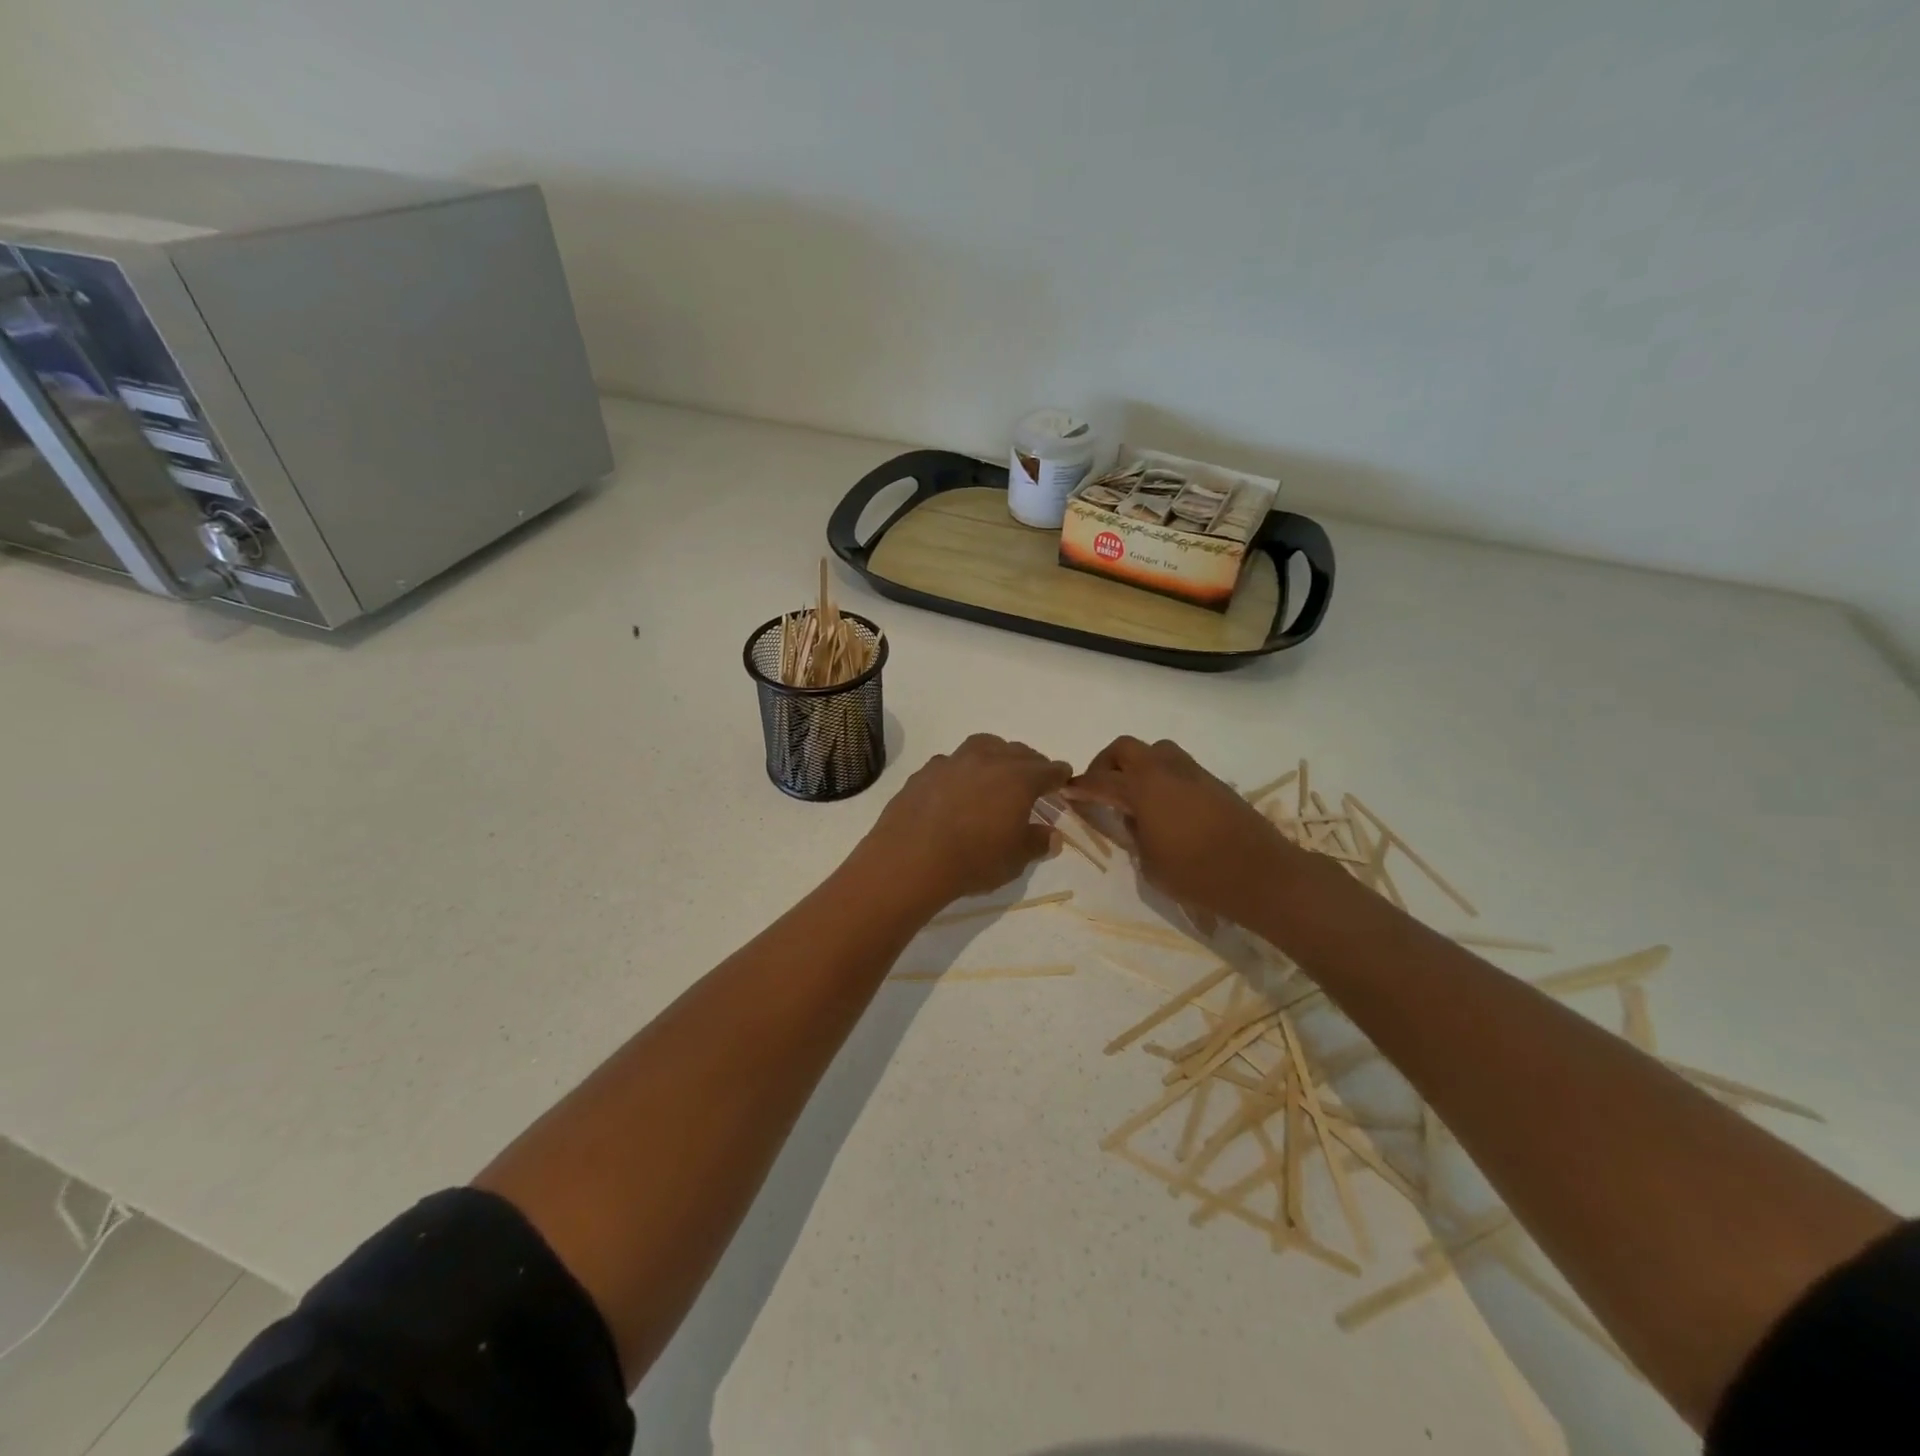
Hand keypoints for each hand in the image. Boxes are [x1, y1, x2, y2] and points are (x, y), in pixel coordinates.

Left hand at [860, 734, 1070, 908]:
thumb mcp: (1015, 859)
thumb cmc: (973, 860)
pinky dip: (962, 770)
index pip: (1048, 769)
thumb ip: (1037, 842)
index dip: (1058, 776)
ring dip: (995, 755)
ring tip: (996, 773)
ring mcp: (953, 761)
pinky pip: (952, 762)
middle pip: (1017, 751)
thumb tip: (1052, 835)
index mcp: (1018, 778)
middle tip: (1033, 779)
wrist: (910, 860)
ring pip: (983, 746)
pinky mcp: (925, 771)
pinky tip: (957, 788)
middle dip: (1030, 763)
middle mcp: (987, 760)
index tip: (1062, 781)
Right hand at [1069, 736, 1297, 920]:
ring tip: (1133, 794)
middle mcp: (1165, 771)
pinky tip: (1163, 805)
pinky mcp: (1213, 782)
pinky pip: (1177, 766)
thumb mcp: (1150, 863)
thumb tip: (1132, 817)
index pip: (1100, 781)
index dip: (1080, 787)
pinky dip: (1161, 775)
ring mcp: (1193, 773)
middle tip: (1100, 788)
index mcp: (1143, 789)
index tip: (1067, 791)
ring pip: (1155, 751)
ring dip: (1137, 765)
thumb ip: (1133, 834)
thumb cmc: (1198, 875)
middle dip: (1106, 764)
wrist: (1262, 875)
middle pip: (1125, 748)